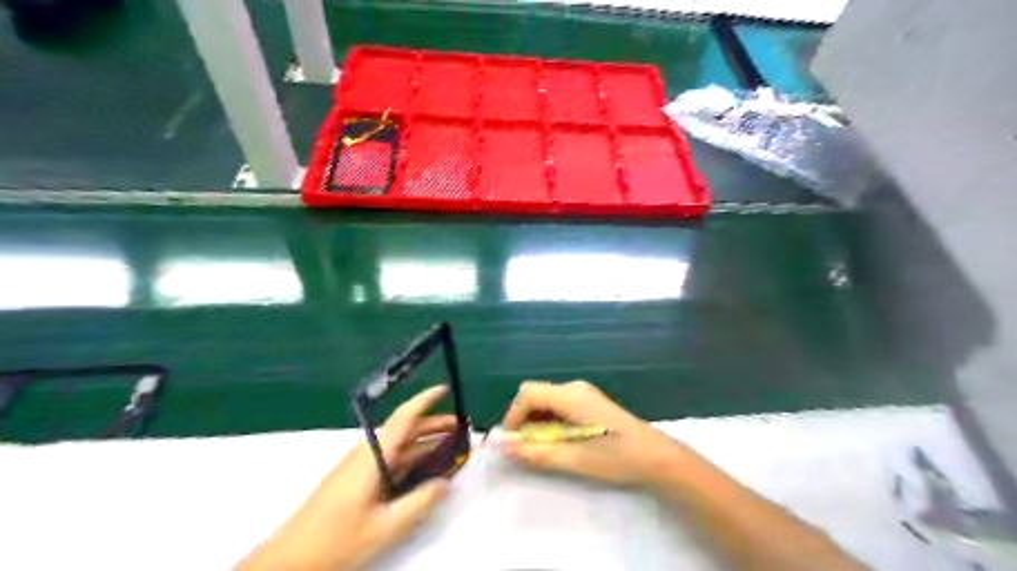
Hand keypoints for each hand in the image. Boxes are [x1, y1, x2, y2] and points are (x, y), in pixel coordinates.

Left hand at [237, 385, 453, 570]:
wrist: (289, 559)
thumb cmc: (337, 540)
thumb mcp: (386, 526)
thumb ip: (419, 502)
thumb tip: (446, 484)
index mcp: (374, 456)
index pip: (404, 418)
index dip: (425, 400)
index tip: (445, 389)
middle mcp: (367, 453)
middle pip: (405, 430)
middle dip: (434, 424)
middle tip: (462, 429)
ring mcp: (361, 465)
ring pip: (399, 445)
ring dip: (425, 442)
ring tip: (451, 446)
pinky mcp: (357, 478)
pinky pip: (391, 459)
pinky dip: (412, 458)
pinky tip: (425, 469)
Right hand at [499, 381, 681, 487]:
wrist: (656, 457)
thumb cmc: (617, 457)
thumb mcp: (574, 459)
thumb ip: (536, 453)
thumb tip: (503, 448)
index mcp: (571, 396)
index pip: (528, 393)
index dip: (512, 415)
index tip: (511, 442)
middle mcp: (574, 388)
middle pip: (536, 394)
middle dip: (523, 419)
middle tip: (524, 448)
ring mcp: (583, 393)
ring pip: (546, 400)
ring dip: (536, 421)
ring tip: (540, 448)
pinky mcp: (589, 402)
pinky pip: (559, 405)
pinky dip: (549, 421)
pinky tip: (558, 441)